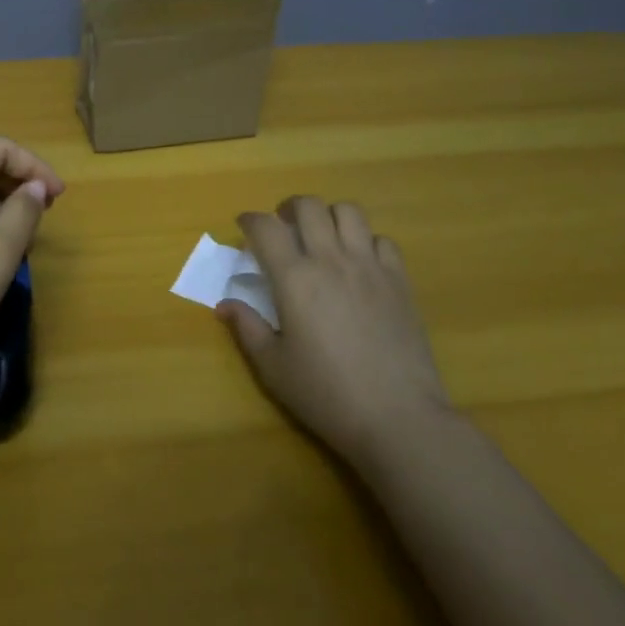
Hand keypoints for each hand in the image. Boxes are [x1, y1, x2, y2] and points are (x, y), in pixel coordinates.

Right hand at [219, 197, 450, 459]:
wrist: (400, 419)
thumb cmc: (328, 395)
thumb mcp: (274, 368)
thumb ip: (247, 329)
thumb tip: (224, 305)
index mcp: (294, 278)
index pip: (266, 227)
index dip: (250, 220)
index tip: (245, 229)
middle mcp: (331, 260)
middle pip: (308, 206)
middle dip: (289, 209)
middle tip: (283, 229)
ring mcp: (369, 266)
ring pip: (348, 211)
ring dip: (329, 216)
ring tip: (323, 237)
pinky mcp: (400, 281)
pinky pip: (382, 240)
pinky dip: (366, 242)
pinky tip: (360, 264)